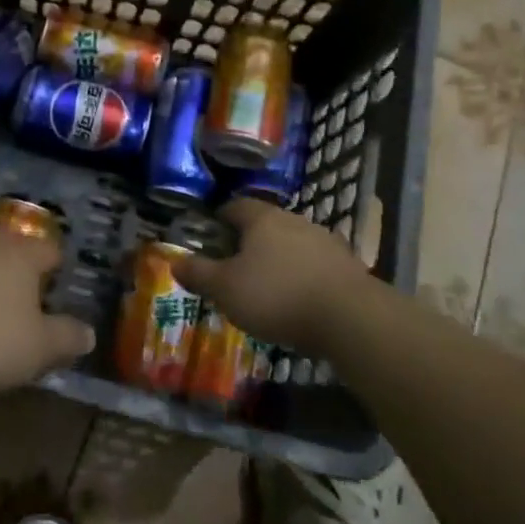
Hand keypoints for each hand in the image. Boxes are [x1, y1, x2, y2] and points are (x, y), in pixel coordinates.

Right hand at [172, 199, 368, 352]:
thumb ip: (199, 274)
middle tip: (234, 266)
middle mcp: (295, 220)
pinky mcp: (347, 266)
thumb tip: (174, 262)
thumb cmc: (277, 296)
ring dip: (279, 260)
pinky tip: (298, 300)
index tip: (210, 236)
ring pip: (292, 244)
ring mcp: (325, 241)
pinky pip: (315, 265)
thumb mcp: (225, 289)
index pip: (235, 206)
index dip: (219, 218)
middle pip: (266, 224)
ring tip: (266, 287)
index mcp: (262, 218)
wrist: (349, 317)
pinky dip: (303, 277)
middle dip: (249, 242)